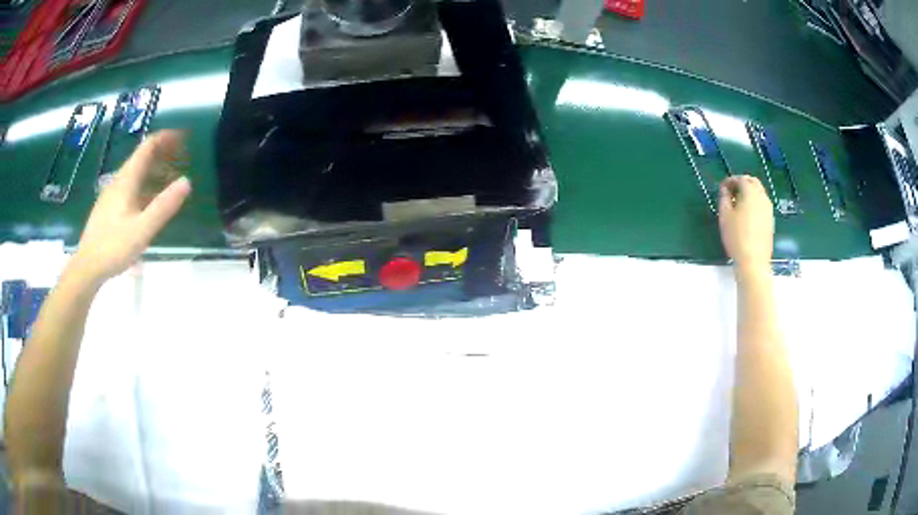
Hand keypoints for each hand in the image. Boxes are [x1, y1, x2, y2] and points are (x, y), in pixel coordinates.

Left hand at [71, 131, 191, 285]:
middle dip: (164, 153)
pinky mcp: (110, 208)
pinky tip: (151, 201)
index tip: (185, 138)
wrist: (87, 267)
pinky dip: (146, 185)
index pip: (148, 146)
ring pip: (137, 173)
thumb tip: (187, 181)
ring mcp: (113, 195)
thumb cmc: (113, 247)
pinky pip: (131, 187)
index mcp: (127, 180)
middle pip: (143, 157)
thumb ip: (163, 206)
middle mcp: (119, 181)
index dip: (167, 138)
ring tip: (172, 180)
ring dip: (156, 171)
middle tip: (183, 159)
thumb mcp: (142, 230)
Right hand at [718, 175, 773, 272]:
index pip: (740, 179)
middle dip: (741, 183)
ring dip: (749, 193)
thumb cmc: (736, 237)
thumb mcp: (725, 216)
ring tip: (738, 204)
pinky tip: (746, 214)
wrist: (754, 262)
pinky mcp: (770, 220)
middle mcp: (762, 197)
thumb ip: (724, 198)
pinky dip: (754, 203)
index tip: (722, 188)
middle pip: (753, 182)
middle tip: (731, 192)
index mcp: (751, 193)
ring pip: (759, 193)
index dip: (730, 180)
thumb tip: (725, 190)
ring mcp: (768, 209)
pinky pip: (762, 204)